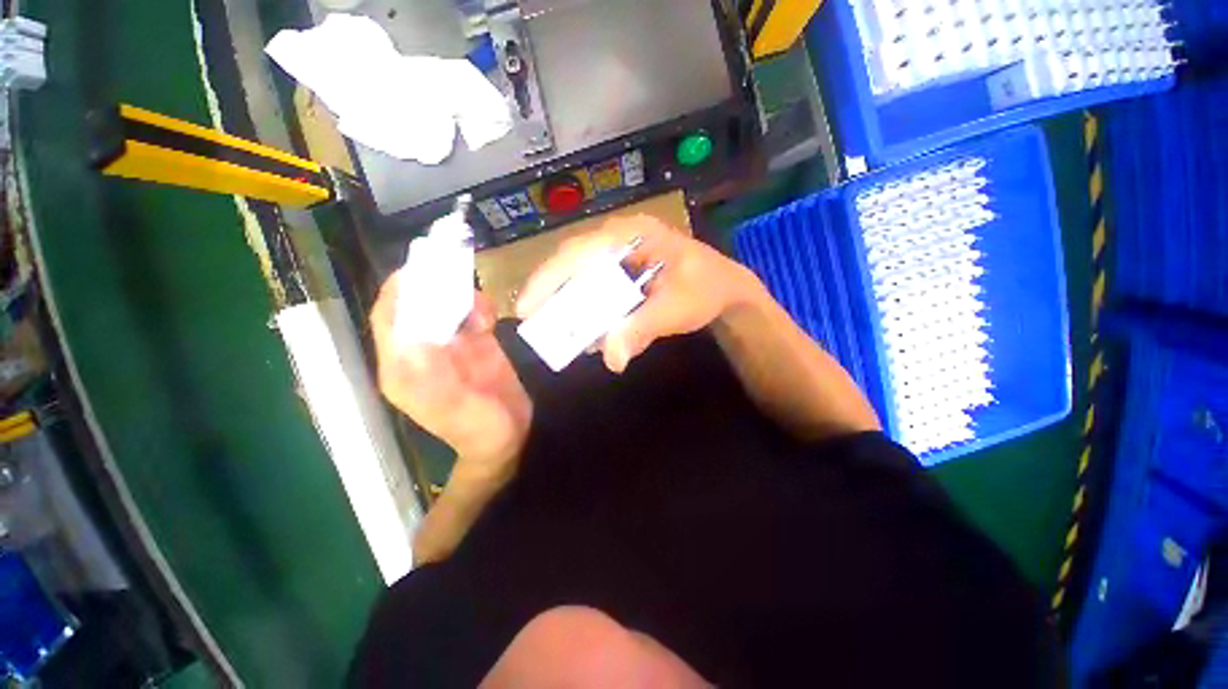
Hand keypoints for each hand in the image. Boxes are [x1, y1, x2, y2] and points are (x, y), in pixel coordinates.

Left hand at [371, 274, 532, 479]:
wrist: (509, 436)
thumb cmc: (479, 428)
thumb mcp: (453, 403)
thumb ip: (432, 370)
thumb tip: (415, 330)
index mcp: (404, 368)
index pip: (389, 320)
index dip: (398, 292)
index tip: (418, 269)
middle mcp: (421, 352)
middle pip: (416, 308)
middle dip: (431, 286)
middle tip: (454, 270)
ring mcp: (449, 347)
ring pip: (445, 308)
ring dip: (459, 296)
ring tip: (480, 303)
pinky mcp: (474, 345)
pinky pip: (471, 316)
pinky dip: (479, 308)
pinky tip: (490, 315)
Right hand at [516, 216, 761, 372]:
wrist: (726, 289)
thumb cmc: (705, 289)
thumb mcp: (676, 308)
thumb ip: (641, 329)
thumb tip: (610, 360)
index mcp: (632, 234)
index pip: (579, 252)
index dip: (548, 278)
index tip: (526, 307)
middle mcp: (620, 239)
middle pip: (573, 262)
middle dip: (552, 291)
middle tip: (532, 320)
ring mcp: (622, 255)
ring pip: (583, 275)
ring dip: (569, 302)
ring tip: (556, 327)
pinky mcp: (624, 272)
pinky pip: (598, 287)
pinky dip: (589, 308)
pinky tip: (588, 328)